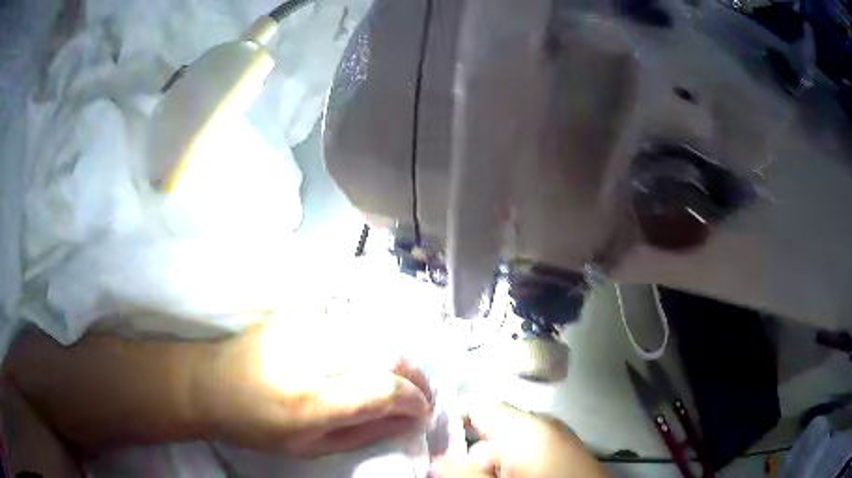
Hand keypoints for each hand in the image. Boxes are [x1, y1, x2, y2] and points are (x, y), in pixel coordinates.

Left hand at [194, 321, 432, 457]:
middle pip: (386, 355)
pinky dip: (374, 337)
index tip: (424, 411)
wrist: (210, 383)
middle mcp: (309, 358)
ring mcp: (302, 327)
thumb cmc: (256, 426)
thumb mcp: (309, 448)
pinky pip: (351, 318)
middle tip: (420, 395)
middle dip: (415, 377)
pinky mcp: (296, 312)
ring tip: (401, 378)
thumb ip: (362, 434)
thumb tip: (406, 421)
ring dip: (399, 358)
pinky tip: (374, 354)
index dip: (413, 400)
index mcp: (309, 402)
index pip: (382, 391)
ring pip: (375, 332)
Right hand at [432, 403, 609, 477]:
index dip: (449, 417)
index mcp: (526, 427)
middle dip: (468, 456)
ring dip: (488, 467)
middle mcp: (543, 426)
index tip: (426, 436)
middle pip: (490, 432)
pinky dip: (511, 469)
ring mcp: (557, 441)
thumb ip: (462, 472)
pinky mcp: (564, 457)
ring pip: (508, 449)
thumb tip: (437, 458)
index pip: (478, 405)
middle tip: (451, 475)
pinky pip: (527, 458)